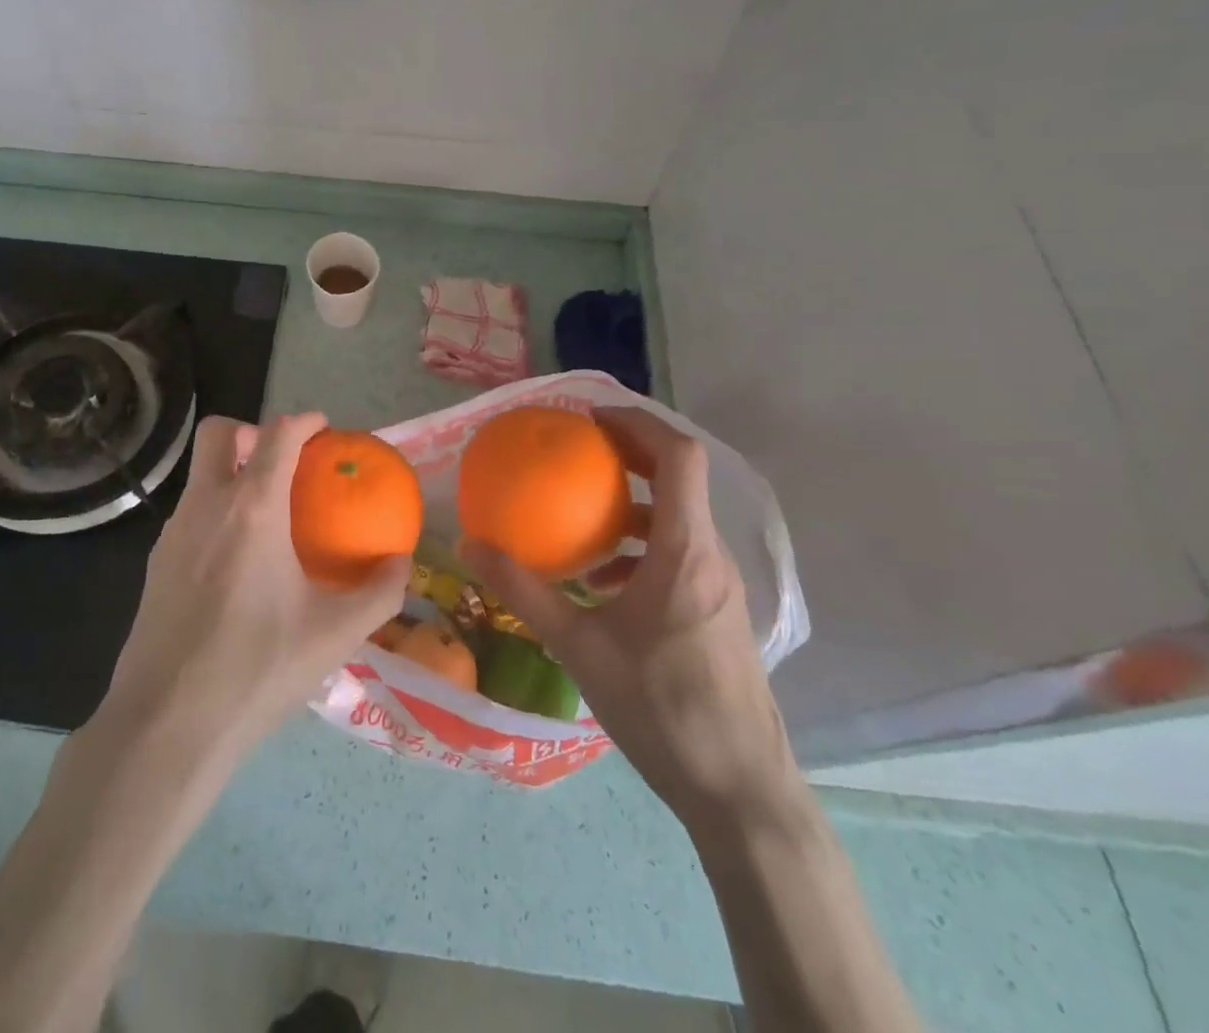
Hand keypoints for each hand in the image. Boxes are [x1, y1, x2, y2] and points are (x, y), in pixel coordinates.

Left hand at [98, 413, 410, 761]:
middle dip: (251, 431)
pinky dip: (216, 512)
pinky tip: (238, 564)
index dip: (304, 421)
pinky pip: (190, 513)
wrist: (167, 722)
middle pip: (219, 432)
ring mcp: (173, 532)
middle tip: (282, 462)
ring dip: (232, 473)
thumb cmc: (257, 669)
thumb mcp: (334, 634)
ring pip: (200, 474)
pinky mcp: (155, 562)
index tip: (323, 429)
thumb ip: (380, 592)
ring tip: (268, 517)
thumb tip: (403, 561)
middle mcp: (207, 505)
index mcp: (252, 509)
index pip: (277, 434)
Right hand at [461, 407, 798, 835]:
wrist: (740, 791)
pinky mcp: (717, 611)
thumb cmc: (662, 709)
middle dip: (629, 453)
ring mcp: (719, 585)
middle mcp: (710, 556)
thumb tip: (469, 545)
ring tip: (581, 514)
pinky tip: (602, 581)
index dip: (638, 423)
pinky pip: (678, 554)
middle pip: (679, 478)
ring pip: (678, 518)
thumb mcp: (579, 646)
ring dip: (632, 503)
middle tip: (576, 450)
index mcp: (685, 551)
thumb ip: (524, 591)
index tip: (590, 418)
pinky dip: (640, 545)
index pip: (678, 457)